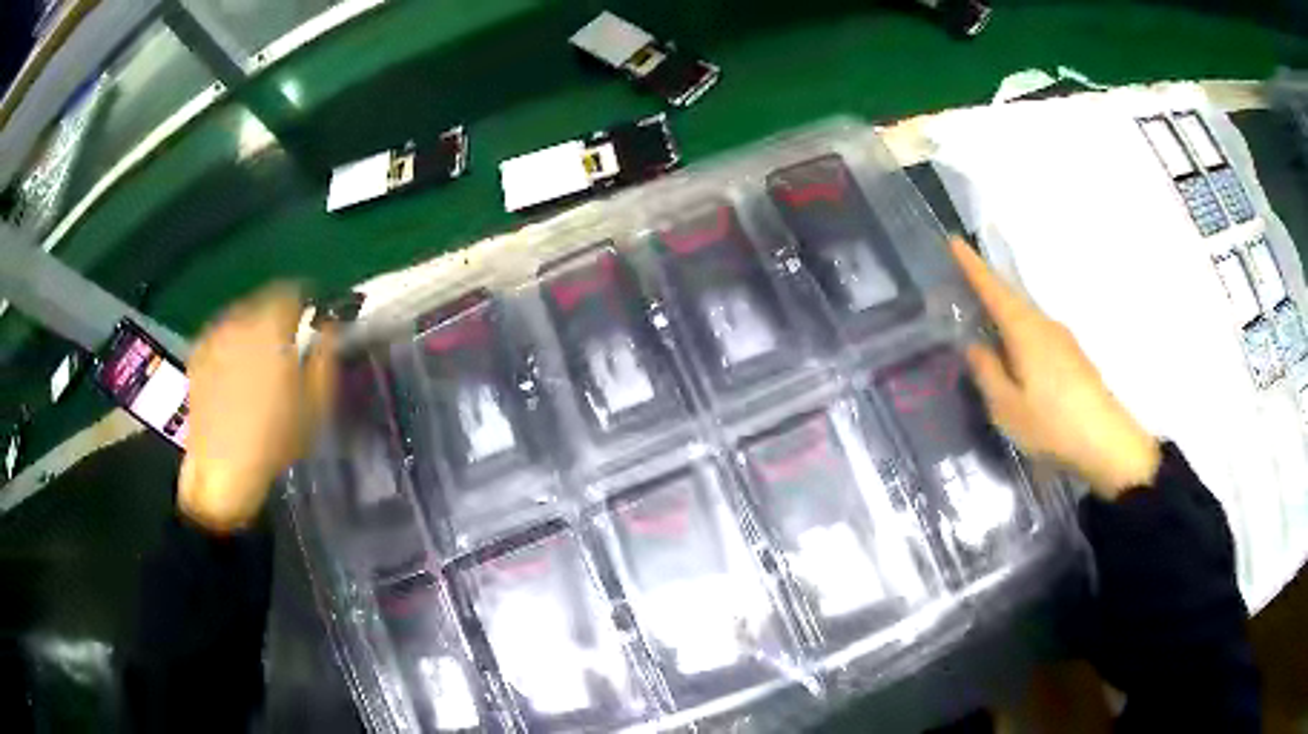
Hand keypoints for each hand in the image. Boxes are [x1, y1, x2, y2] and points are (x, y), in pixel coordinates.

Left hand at [179, 284, 335, 531]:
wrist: (220, 470)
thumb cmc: (274, 441)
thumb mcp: (315, 405)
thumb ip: (326, 357)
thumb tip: (330, 327)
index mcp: (273, 326)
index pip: (294, 290)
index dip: (307, 301)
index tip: (315, 319)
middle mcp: (241, 319)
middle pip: (266, 301)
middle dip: (280, 316)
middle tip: (289, 344)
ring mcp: (215, 334)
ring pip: (242, 316)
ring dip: (255, 329)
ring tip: (260, 361)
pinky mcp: (198, 353)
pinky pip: (223, 334)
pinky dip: (233, 343)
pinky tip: (236, 373)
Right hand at [951, 238, 1159, 498]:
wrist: (1105, 441)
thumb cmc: (1051, 423)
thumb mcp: (1006, 406)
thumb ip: (987, 372)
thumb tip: (975, 345)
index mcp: (1024, 329)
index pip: (993, 288)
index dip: (972, 265)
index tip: (954, 240)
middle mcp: (1044, 324)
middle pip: (1010, 300)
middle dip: (986, 291)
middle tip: (962, 292)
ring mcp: (1062, 339)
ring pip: (1025, 319)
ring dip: (1003, 318)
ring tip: (985, 332)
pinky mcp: (1072, 356)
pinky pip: (1037, 335)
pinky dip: (1019, 336)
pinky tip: (1015, 360)